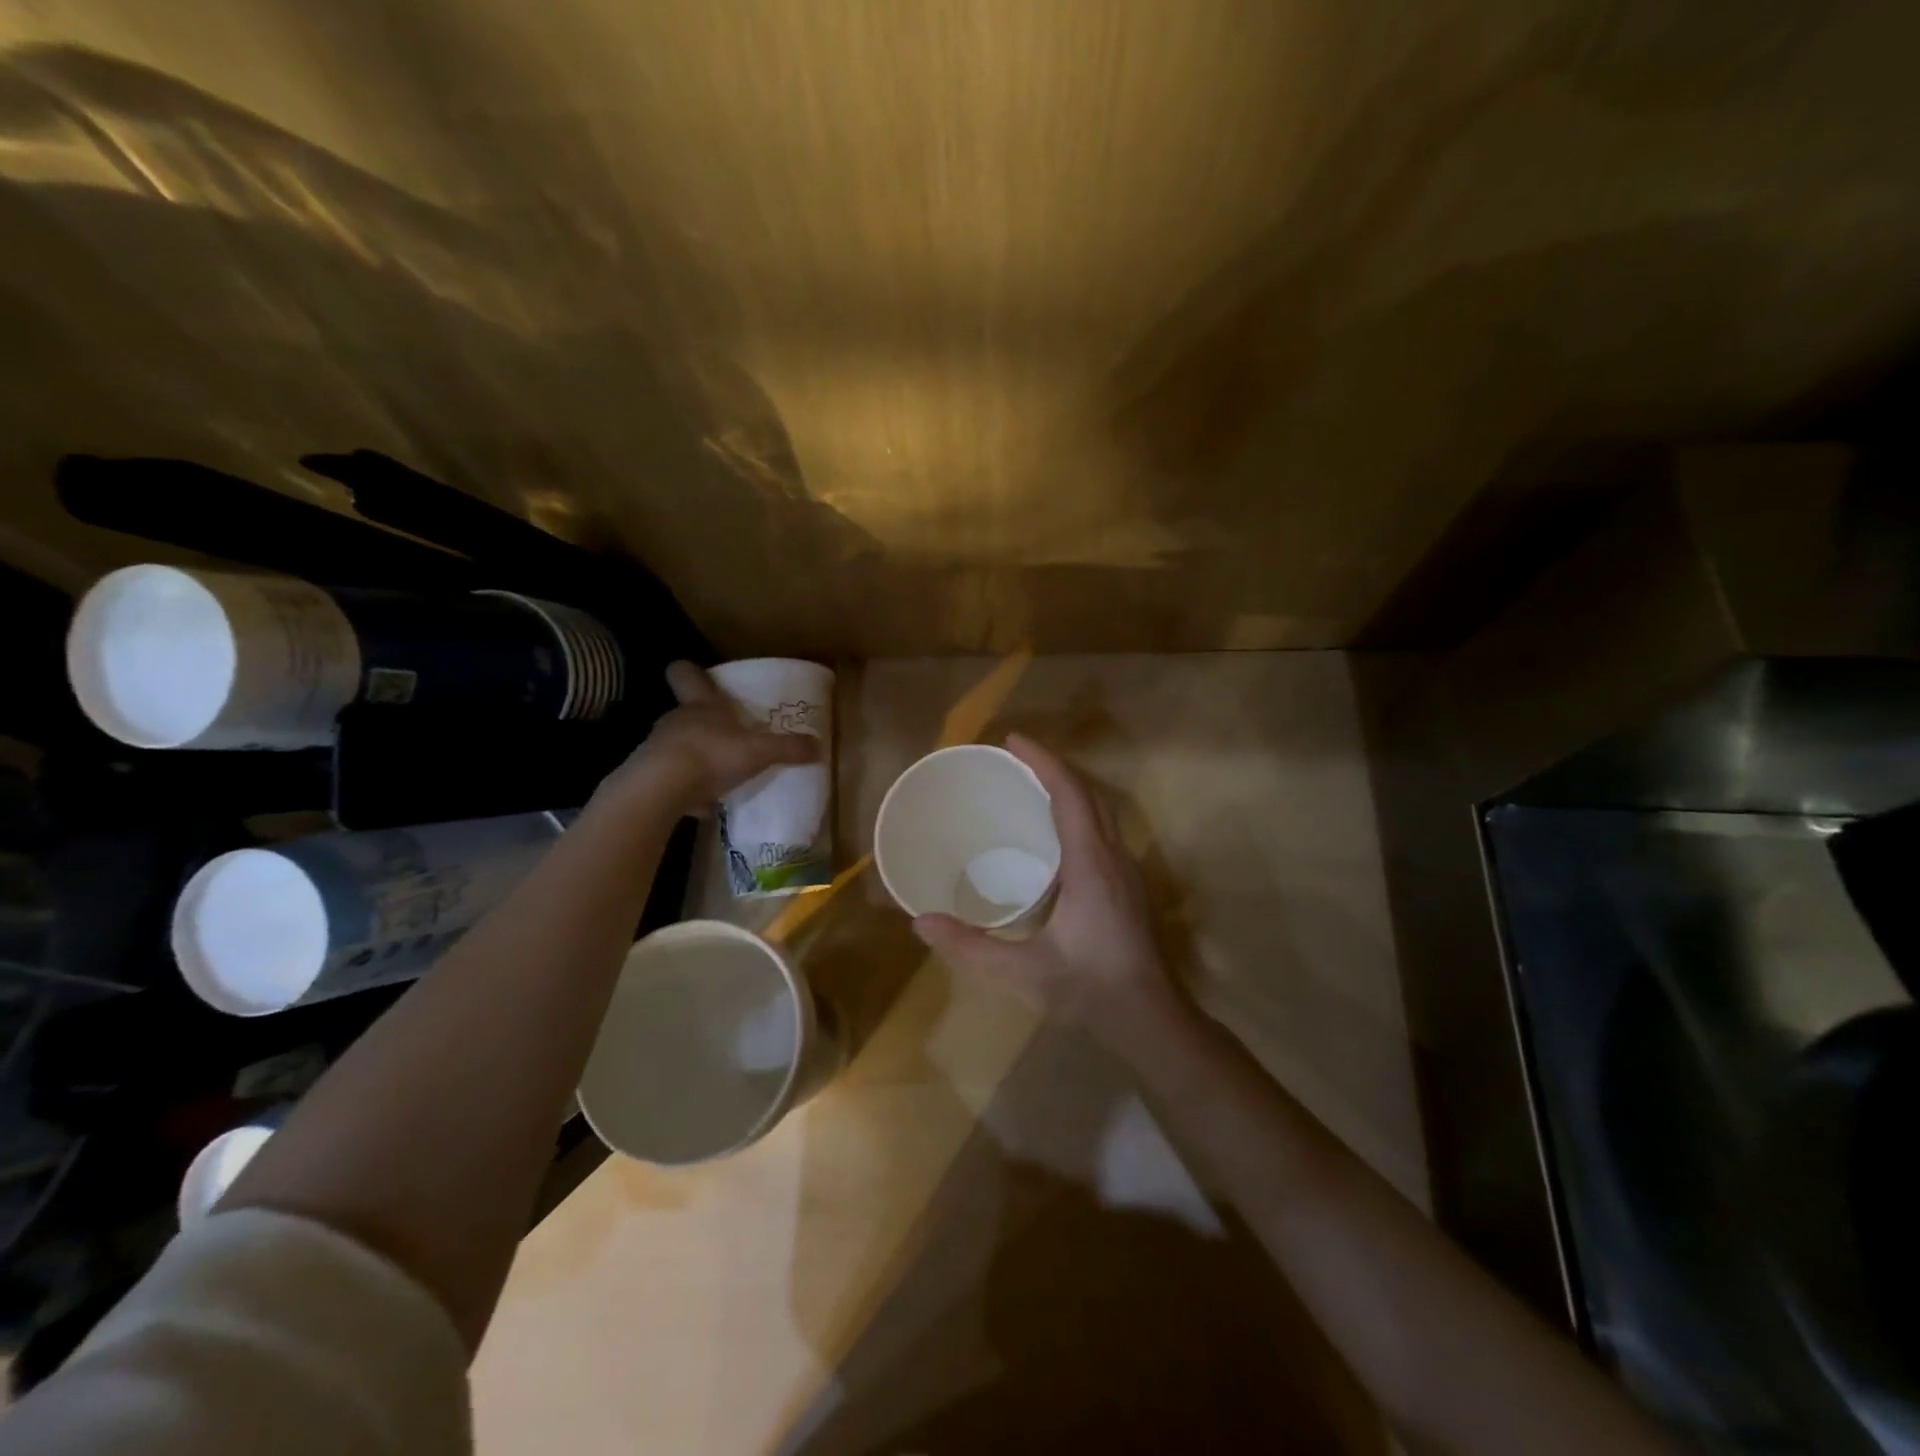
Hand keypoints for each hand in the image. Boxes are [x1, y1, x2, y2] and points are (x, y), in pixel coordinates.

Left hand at [613, 662, 817, 816]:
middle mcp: (677, 720)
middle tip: (729, 734)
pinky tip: (705, 804)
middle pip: (687, 712)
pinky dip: (688, 788)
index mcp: (702, 704)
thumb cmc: (711, 754)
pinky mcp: (651, 777)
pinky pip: (674, 779)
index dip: (692, 672)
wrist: (660, 789)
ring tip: (720, 774)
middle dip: (705, 722)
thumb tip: (819, 745)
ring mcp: (659, 748)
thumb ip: (788, 748)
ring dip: (697, 756)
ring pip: (679, 745)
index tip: (699, 675)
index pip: (686, 675)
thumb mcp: (759, 751)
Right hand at [910, 734, 1186, 1047]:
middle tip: (1014, 757)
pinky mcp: (1128, 885)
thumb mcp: (1024, 971)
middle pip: (1089, 794)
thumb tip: (920, 922)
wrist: (1151, 1019)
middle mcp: (1113, 857)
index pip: (1070, 795)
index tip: (1013, 741)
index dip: (1043, 762)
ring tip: (1030, 783)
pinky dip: (1077, 811)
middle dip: (1053, 767)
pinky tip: (1054, 830)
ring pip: (1101, 810)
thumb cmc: (1090, 990)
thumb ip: (971, 946)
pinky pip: (1102, 829)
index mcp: (1091, 865)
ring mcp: (1126, 870)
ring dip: (1069, 787)